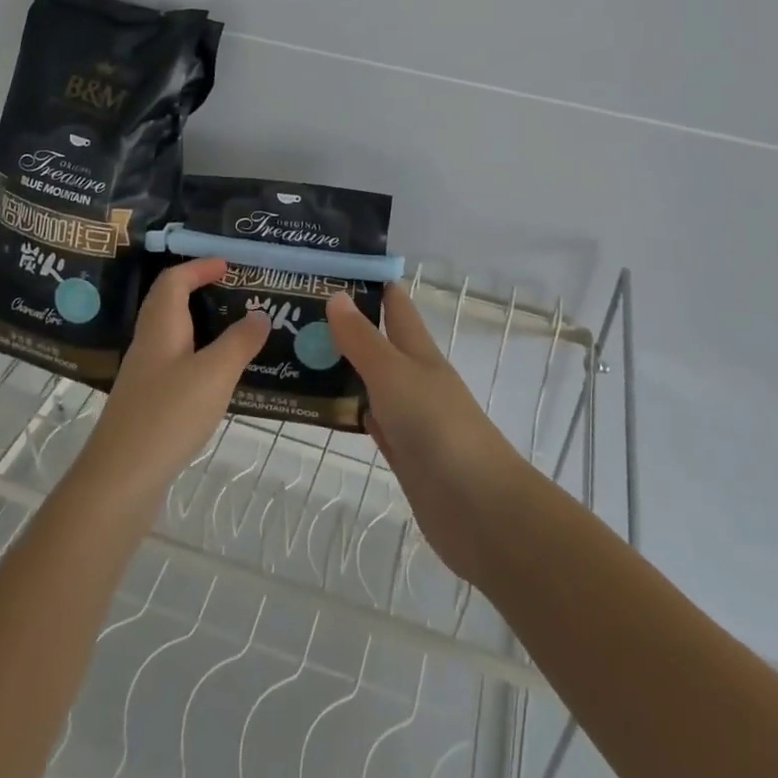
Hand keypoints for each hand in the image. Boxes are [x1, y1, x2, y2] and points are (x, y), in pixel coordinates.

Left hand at [70, 258, 269, 526]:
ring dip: (201, 326)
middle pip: (169, 304)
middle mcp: (149, 344)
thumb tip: (259, 314)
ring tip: (235, 333)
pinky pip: (175, 365)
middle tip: (234, 293)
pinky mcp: (147, 405)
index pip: (174, 280)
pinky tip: (218, 379)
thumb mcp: (214, 374)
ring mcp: (144, 377)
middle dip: (199, 291)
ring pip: (173, 336)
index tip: (228, 265)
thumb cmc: (167, 416)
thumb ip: (239, 342)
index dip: (199, 267)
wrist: (118, 482)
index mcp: (161, 327)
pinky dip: (199, 359)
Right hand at [328, 284, 535, 587]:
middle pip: (381, 344)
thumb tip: (338, 295)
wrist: (478, 508)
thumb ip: (363, 339)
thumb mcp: (394, 374)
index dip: (373, 285)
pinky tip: (331, 408)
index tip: (335, 269)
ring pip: (374, 383)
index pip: (396, 307)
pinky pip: (373, 422)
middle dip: (348, 327)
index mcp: (419, 353)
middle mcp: (416, 379)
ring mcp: (411, 418)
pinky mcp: (405, 455)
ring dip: (346, 369)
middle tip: (299, 313)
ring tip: (302, 354)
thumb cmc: (437, 427)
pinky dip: (354, 411)